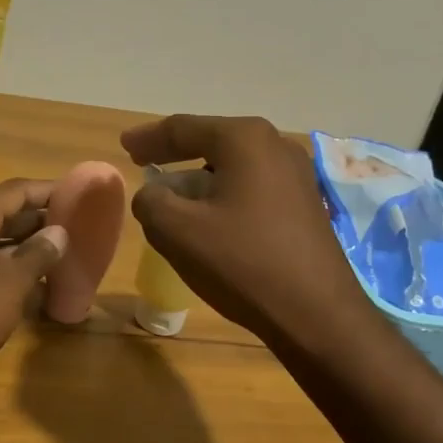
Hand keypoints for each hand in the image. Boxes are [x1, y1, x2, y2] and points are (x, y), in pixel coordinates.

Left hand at [0, 179, 69, 411]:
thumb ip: (36, 255)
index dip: (51, 190)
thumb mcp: (7, 283)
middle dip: (45, 221)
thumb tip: (58, 232)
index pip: (18, 191)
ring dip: (34, 252)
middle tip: (85, 229)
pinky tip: (43, 293)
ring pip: (2, 248)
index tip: (84, 195)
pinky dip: (18, 279)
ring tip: (72, 259)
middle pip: (10, 216)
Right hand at [121, 115, 367, 346]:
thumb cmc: (243, 263)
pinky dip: (226, 193)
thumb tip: (152, 194)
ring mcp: (298, 175)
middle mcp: (275, 146)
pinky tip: (212, 217)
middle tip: (145, 162)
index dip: (148, 138)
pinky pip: (254, 186)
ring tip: (174, 195)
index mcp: (244, 140)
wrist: (317, 314)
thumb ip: (151, 202)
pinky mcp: (307, 204)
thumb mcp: (178, 232)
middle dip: (176, 154)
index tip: (124, 146)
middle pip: (212, 141)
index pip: (183, 128)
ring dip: (201, 177)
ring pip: (234, 165)